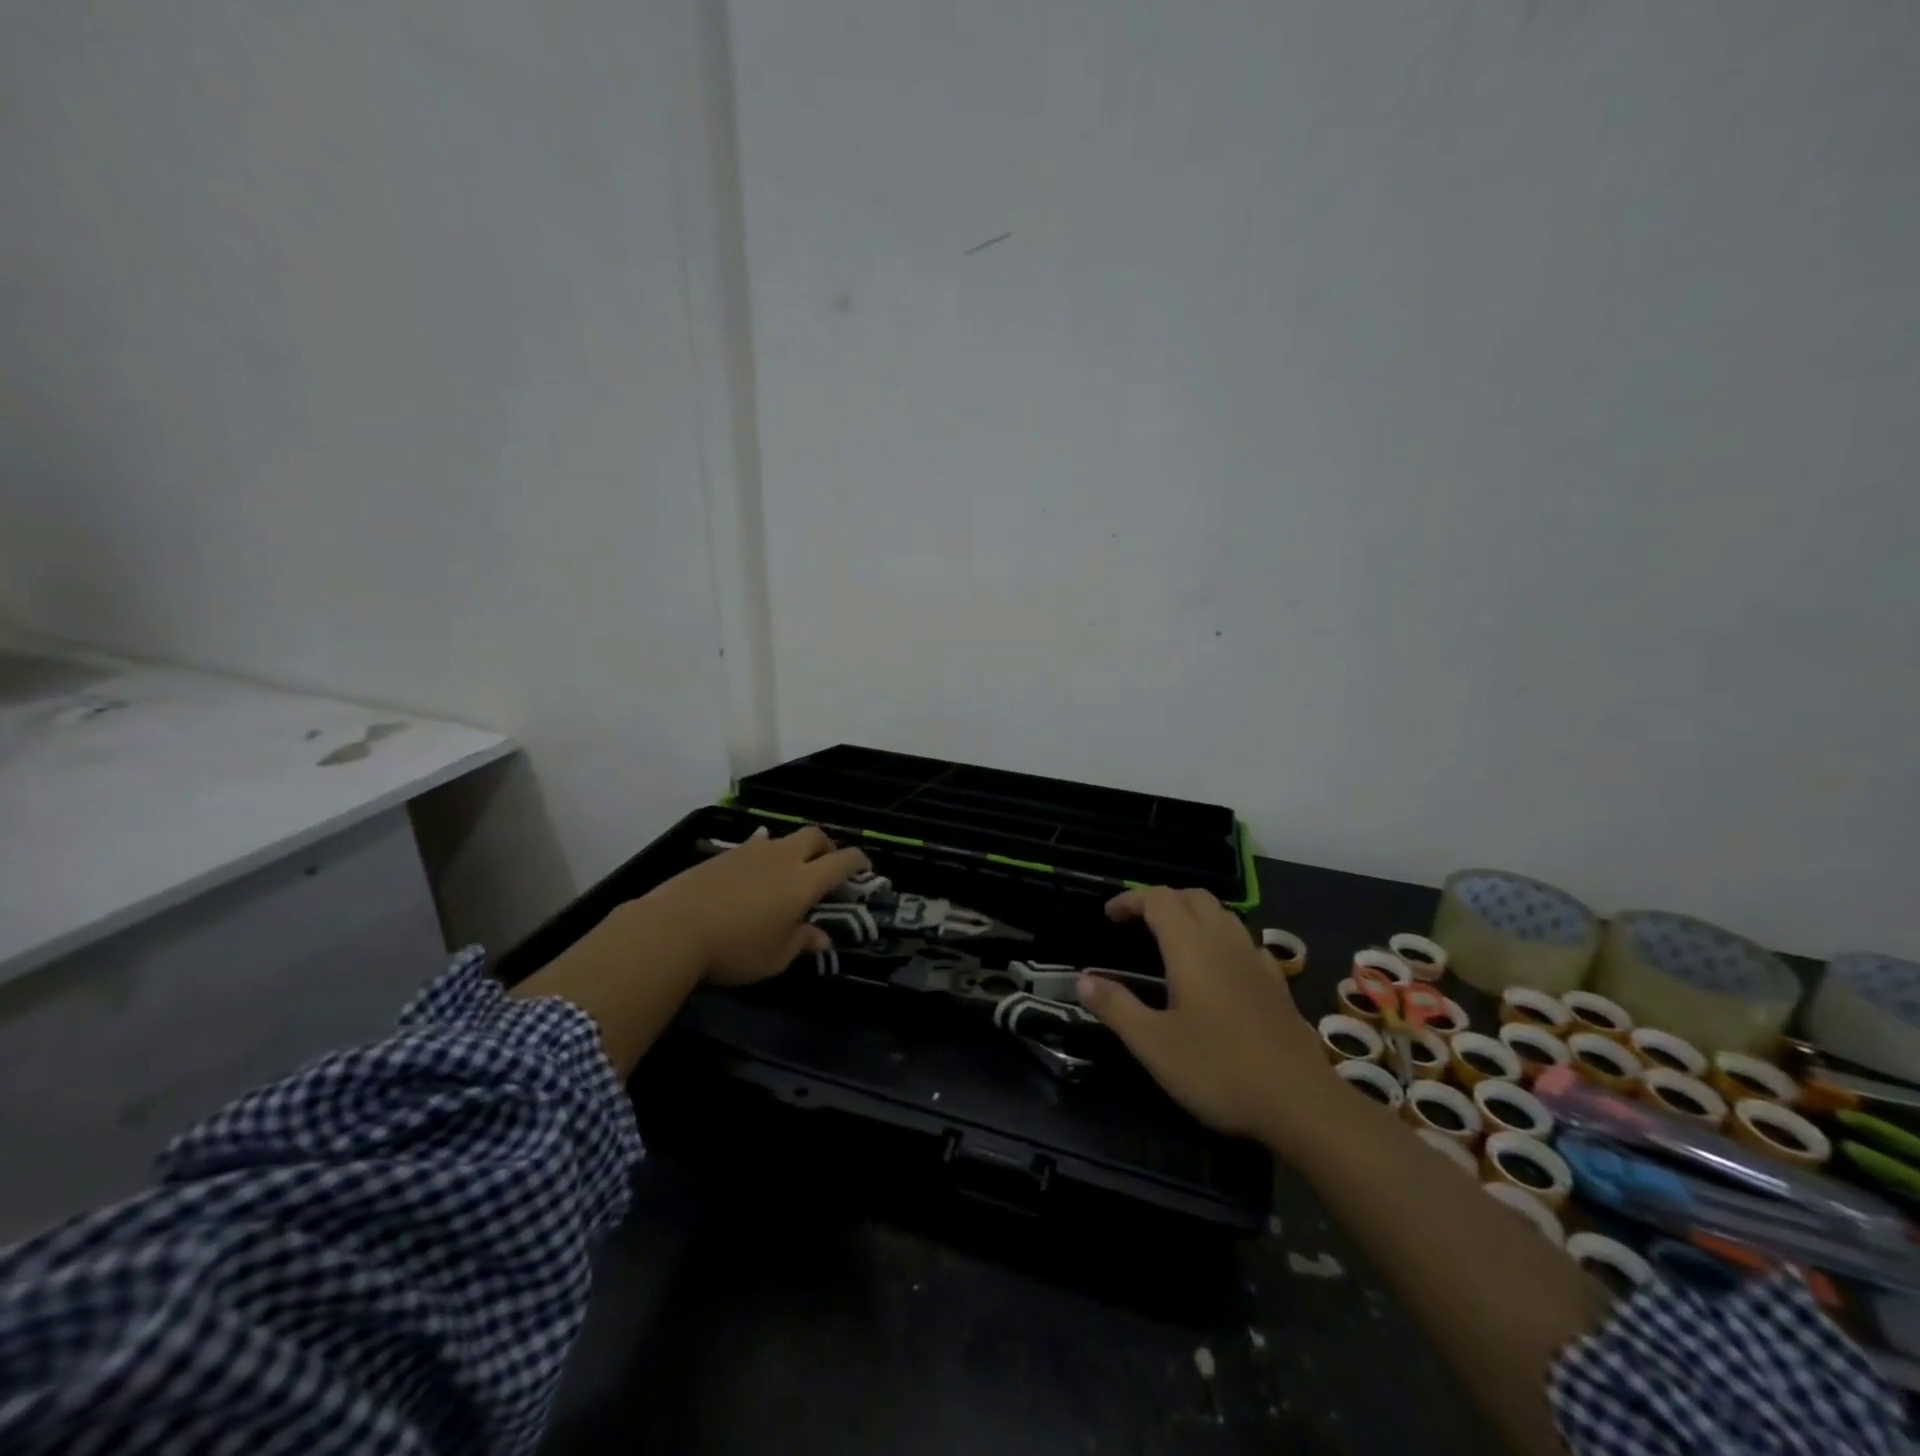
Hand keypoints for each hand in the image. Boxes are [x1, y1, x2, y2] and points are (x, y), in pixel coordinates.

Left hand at [636, 826, 870, 985]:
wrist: (674, 929)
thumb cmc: (735, 948)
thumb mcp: (776, 957)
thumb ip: (802, 942)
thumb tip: (822, 938)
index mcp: (805, 882)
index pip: (843, 861)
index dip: (859, 862)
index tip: (866, 868)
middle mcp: (784, 858)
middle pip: (815, 837)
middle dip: (827, 847)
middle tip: (827, 866)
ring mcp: (753, 851)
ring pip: (784, 838)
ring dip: (794, 849)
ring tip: (789, 869)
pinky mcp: (725, 854)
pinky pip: (754, 843)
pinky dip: (763, 850)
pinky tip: (756, 860)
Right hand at [1076, 886, 1337, 1145]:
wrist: (1301, 1103)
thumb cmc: (1218, 1070)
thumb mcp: (1153, 1044)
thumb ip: (1116, 1006)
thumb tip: (1083, 979)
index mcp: (1191, 947)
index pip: (1159, 900)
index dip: (1131, 899)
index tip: (1109, 916)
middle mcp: (1225, 942)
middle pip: (1193, 897)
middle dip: (1162, 900)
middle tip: (1138, 923)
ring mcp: (1256, 961)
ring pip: (1223, 915)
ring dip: (1193, 914)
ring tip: (1173, 941)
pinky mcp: (1277, 984)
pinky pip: (1244, 941)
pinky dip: (1221, 939)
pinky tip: (1218, 970)